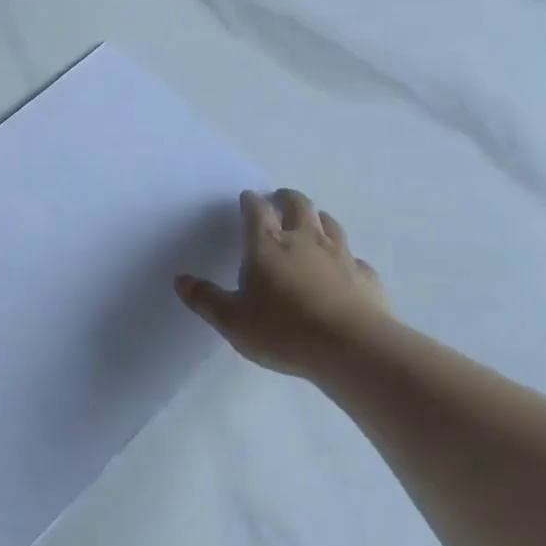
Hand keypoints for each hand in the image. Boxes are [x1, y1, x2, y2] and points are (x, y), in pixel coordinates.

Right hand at [176, 189, 390, 381]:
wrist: (353, 347)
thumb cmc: (284, 331)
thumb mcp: (232, 321)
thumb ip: (206, 299)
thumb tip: (181, 280)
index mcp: (267, 245)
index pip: (256, 210)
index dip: (250, 201)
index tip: (247, 198)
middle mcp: (304, 240)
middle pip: (298, 204)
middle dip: (286, 198)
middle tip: (279, 199)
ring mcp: (340, 255)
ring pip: (329, 223)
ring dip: (317, 218)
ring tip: (310, 222)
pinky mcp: (365, 275)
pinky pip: (353, 257)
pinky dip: (345, 257)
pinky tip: (342, 268)